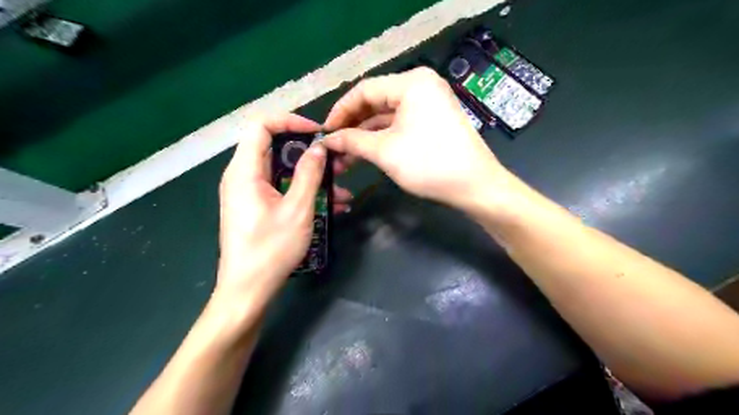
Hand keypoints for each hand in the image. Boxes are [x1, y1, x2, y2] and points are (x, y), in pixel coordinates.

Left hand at [218, 116, 351, 302]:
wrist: (248, 290)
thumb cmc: (271, 250)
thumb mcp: (297, 210)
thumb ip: (308, 174)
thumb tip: (318, 148)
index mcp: (245, 171)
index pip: (262, 125)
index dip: (290, 121)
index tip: (318, 133)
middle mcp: (243, 176)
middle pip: (275, 147)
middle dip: (309, 153)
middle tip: (336, 162)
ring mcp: (250, 193)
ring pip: (283, 171)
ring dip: (312, 176)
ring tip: (342, 188)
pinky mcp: (258, 207)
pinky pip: (282, 189)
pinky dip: (304, 192)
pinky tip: (333, 206)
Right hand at [326, 68, 511, 210]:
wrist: (475, 186)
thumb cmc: (428, 163)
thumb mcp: (384, 151)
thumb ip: (352, 141)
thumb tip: (327, 140)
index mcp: (411, 83)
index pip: (364, 90)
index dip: (340, 111)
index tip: (325, 131)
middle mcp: (421, 86)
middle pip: (376, 101)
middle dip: (353, 125)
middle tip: (334, 144)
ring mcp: (430, 103)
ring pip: (388, 115)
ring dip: (366, 134)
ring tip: (346, 155)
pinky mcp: (434, 120)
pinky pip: (401, 124)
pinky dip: (383, 137)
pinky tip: (367, 153)